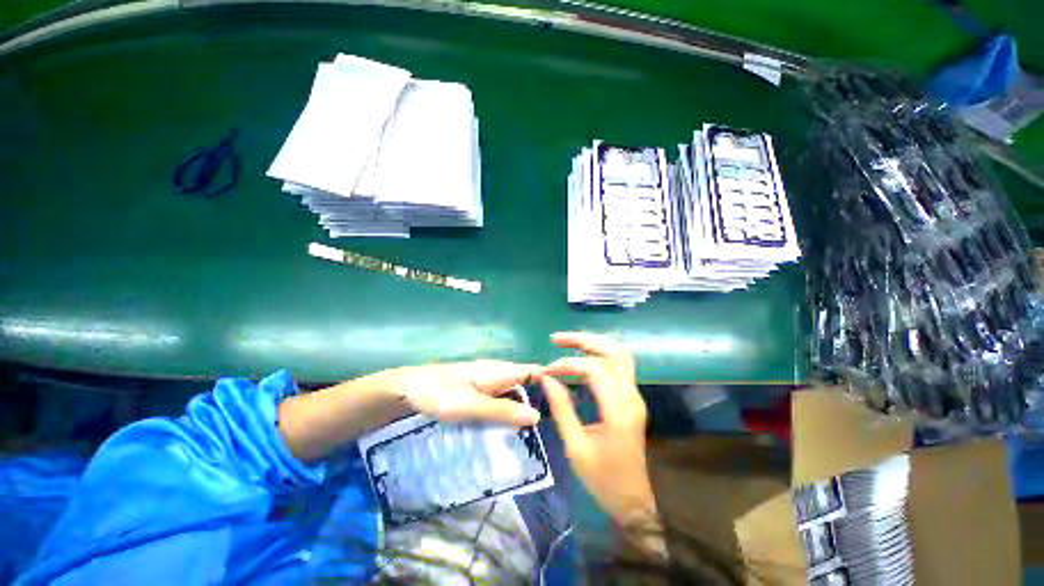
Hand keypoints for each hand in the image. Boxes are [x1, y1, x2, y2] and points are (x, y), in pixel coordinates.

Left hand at [279, 360, 539, 461]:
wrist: (407, 388)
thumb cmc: (439, 394)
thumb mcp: (471, 405)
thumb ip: (502, 410)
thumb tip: (536, 415)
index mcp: (499, 370)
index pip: (534, 370)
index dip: (552, 380)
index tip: (568, 401)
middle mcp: (496, 372)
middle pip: (526, 381)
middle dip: (541, 398)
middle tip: (555, 425)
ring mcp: (486, 380)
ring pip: (514, 391)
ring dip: (524, 407)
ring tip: (538, 432)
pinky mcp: (477, 389)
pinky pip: (500, 398)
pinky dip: (508, 410)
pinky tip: (509, 427)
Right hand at [538, 333, 656, 529]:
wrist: (635, 501)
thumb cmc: (604, 480)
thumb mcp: (576, 447)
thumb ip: (562, 408)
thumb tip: (547, 378)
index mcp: (619, 411)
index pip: (595, 370)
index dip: (568, 364)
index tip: (546, 371)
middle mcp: (631, 396)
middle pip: (614, 351)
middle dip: (585, 340)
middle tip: (557, 339)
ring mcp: (634, 395)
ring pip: (619, 354)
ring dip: (593, 344)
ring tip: (566, 343)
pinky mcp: (631, 398)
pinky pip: (616, 366)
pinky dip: (597, 356)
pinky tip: (579, 359)